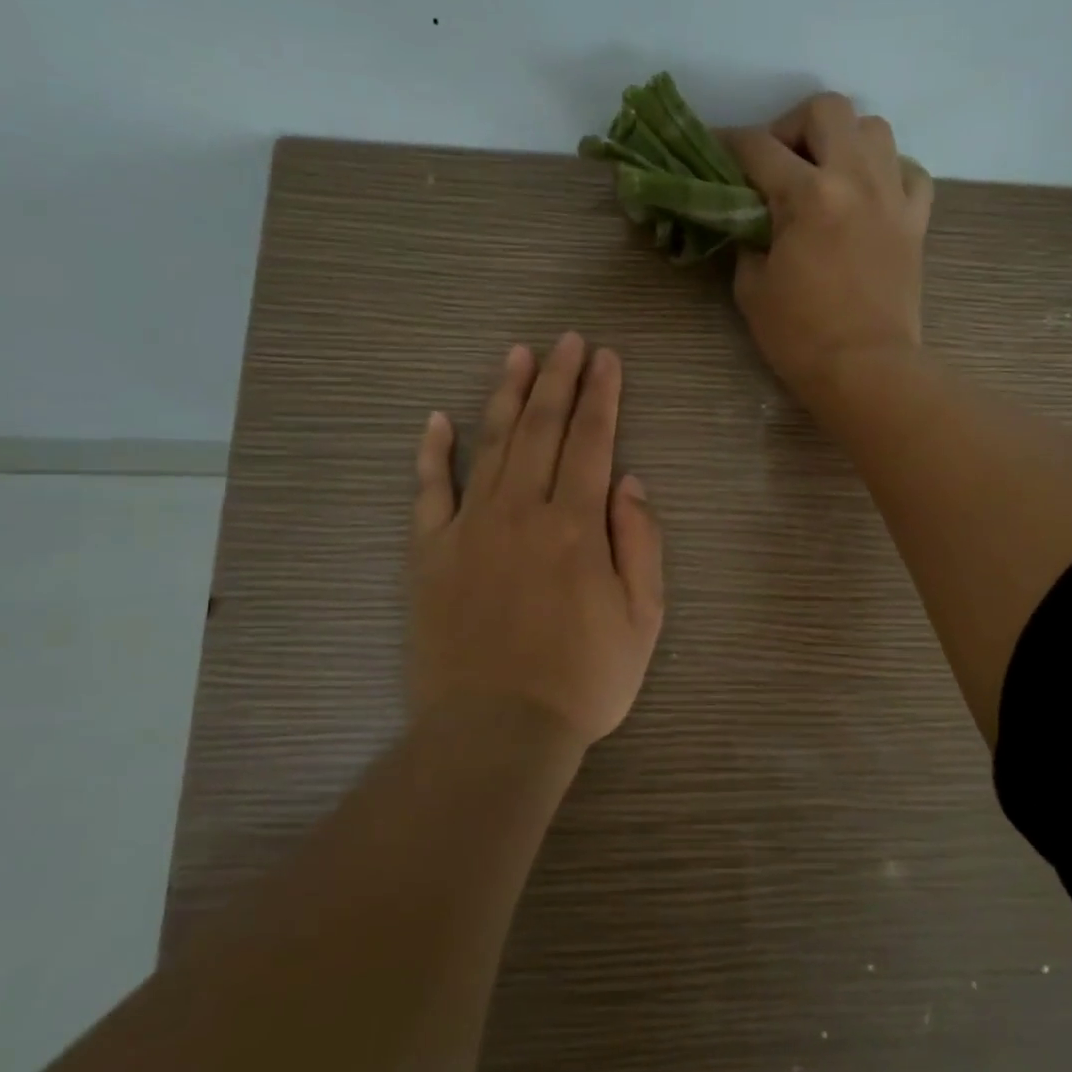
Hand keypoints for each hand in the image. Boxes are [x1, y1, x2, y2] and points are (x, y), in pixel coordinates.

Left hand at [408, 333, 664, 754]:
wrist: (496, 731)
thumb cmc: (584, 680)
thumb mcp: (643, 619)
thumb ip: (641, 542)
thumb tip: (629, 480)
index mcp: (577, 525)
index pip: (593, 440)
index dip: (602, 394)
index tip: (606, 357)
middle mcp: (523, 511)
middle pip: (543, 428)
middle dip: (559, 378)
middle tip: (567, 339)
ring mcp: (470, 528)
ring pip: (491, 444)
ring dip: (507, 395)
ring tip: (518, 355)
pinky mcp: (428, 553)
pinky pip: (428, 491)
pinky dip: (433, 452)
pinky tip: (438, 418)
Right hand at [724, 93, 934, 404]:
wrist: (866, 370)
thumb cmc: (800, 337)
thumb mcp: (752, 288)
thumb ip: (748, 240)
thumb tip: (753, 221)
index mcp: (808, 195)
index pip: (758, 148)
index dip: (729, 144)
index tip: (716, 151)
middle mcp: (855, 179)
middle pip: (826, 110)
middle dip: (792, 127)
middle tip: (778, 164)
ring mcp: (893, 196)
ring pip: (874, 128)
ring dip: (843, 141)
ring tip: (826, 175)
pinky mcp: (916, 221)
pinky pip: (909, 171)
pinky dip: (888, 171)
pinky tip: (869, 196)